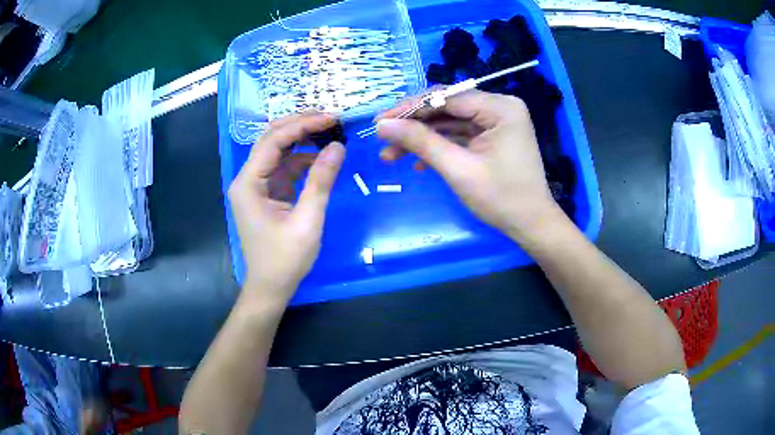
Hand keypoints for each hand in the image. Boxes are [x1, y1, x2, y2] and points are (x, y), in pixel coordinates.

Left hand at [228, 113, 344, 303]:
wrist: (271, 287)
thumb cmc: (285, 259)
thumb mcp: (307, 221)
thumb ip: (321, 181)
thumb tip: (338, 147)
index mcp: (248, 184)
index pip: (272, 141)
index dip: (301, 125)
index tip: (330, 119)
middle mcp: (248, 179)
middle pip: (271, 140)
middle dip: (299, 125)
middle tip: (330, 118)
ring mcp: (256, 186)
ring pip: (277, 151)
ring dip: (301, 140)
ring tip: (329, 132)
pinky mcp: (267, 194)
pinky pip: (283, 168)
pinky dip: (302, 159)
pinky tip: (321, 157)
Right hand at [377, 90, 562, 242]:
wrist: (531, 225)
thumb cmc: (501, 198)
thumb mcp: (458, 169)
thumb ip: (421, 142)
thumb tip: (382, 125)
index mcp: (500, 107)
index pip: (446, 97)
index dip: (409, 108)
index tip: (379, 121)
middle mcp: (500, 107)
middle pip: (447, 107)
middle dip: (414, 125)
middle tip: (383, 139)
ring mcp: (497, 122)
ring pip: (450, 122)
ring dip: (422, 138)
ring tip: (390, 155)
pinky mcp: (492, 137)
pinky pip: (460, 135)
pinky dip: (439, 146)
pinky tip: (417, 162)